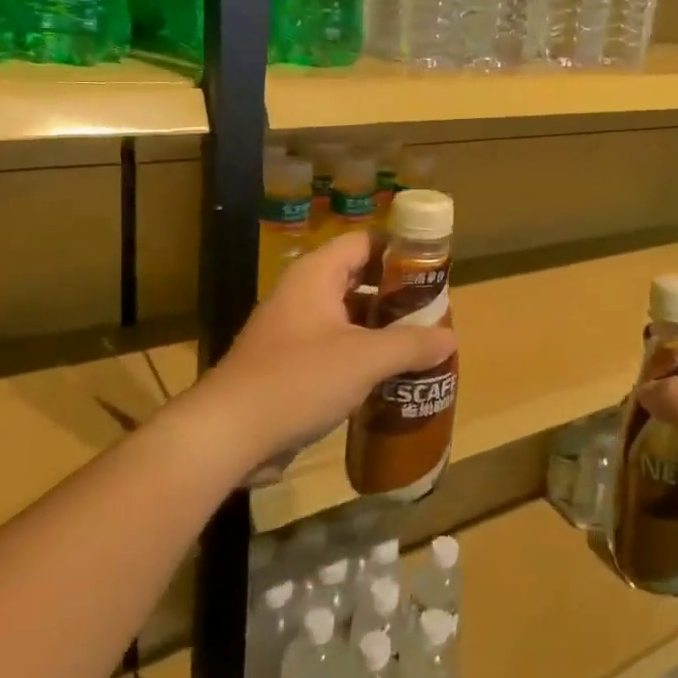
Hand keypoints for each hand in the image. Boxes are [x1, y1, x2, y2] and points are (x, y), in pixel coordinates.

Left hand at [199, 231, 457, 470]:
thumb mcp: (364, 359)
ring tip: (422, 344)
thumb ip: (411, 345)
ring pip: (350, 317)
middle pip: (360, 279)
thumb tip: (450, 338)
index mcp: (316, 275)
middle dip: (398, 295)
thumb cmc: (297, 380)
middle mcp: (304, 294)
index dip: (400, 250)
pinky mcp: (291, 365)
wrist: (227, 435)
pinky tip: (392, 376)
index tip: (434, 268)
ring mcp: (295, 331)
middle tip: (435, 311)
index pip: (365, 242)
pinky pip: (337, 348)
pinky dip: (364, 355)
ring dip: (383, 329)